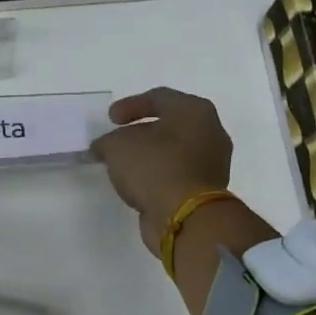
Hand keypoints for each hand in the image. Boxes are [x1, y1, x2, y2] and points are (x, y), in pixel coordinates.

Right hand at [90, 88, 235, 250]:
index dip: (130, 105)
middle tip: (118, 138)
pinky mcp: (206, 189)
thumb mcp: (117, 146)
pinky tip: (138, 182)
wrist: (185, 217)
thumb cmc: (155, 167)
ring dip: (149, 154)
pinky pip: (176, 173)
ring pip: (174, 150)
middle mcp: (210, 132)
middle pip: (170, 123)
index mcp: (194, 111)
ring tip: (124, 164)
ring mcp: (212, 163)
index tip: (110, 119)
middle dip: (141, 131)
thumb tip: (103, 148)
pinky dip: (157, 174)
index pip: (159, 97)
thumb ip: (107, 141)